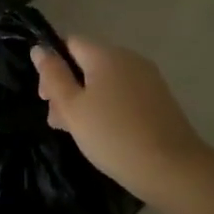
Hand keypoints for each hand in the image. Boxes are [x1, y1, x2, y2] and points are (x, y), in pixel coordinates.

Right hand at [31, 37, 211, 206]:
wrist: (174, 169)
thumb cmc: (114, 136)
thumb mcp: (73, 108)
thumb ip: (53, 76)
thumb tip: (39, 49)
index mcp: (105, 54)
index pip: (69, 43)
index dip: (52, 66)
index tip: (46, 99)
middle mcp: (128, 58)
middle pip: (87, 63)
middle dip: (68, 88)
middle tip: (59, 123)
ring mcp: (148, 78)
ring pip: (105, 81)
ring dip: (87, 100)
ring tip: (81, 134)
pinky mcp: (160, 99)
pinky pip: (124, 94)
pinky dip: (110, 107)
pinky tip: (107, 134)